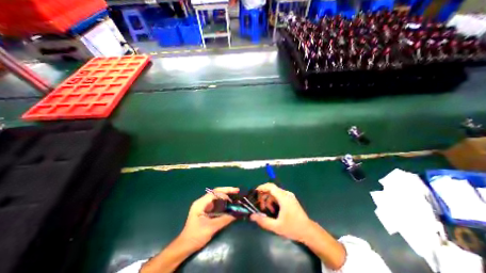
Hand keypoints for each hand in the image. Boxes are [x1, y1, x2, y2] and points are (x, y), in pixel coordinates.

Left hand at [178, 186, 238, 250]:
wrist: (185, 246)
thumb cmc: (196, 236)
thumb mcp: (211, 228)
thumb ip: (224, 219)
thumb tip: (237, 214)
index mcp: (200, 203)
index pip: (213, 194)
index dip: (224, 194)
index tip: (233, 197)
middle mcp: (202, 201)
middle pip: (216, 192)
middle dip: (226, 190)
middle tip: (237, 190)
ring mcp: (204, 205)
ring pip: (217, 196)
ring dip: (226, 195)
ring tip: (235, 195)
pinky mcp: (206, 209)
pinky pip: (216, 202)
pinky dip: (223, 201)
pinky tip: (229, 202)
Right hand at [248, 182, 313, 241]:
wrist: (308, 231)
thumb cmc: (293, 228)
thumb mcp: (277, 227)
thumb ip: (263, 221)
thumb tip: (252, 216)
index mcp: (284, 198)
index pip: (271, 186)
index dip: (262, 187)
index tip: (255, 193)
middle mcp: (286, 194)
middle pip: (271, 189)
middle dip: (264, 196)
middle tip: (260, 206)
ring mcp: (289, 196)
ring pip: (274, 193)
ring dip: (268, 200)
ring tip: (267, 210)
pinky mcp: (290, 199)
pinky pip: (278, 196)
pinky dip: (273, 201)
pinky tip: (274, 210)